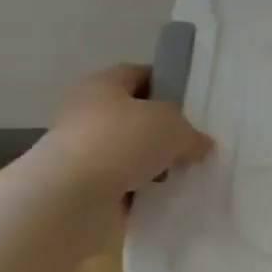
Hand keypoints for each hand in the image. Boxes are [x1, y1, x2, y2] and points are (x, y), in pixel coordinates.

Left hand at [46, 63, 212, 193]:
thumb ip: (191, 133)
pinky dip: (140, 190)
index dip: (165, 83)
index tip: (190, 101)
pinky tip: (162, 197)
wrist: (70, 198)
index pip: (137, 74)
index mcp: (103, 85)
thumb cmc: (121, 142)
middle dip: (162, 130)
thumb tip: (200, 145)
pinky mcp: (82, 187)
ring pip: (128, 152)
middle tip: (192, 142)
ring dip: (152, 163)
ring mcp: (83, 152)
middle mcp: (88, 113)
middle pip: (133, 116)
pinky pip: (121, 183)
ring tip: (182, 174)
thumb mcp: (172, 127)